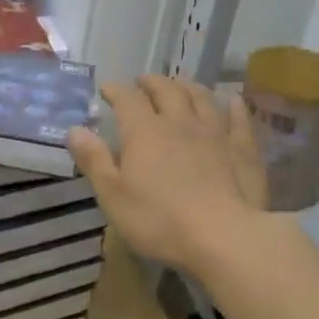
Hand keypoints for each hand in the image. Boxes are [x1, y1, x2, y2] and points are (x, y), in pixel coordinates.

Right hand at [66, 76, 267, 272]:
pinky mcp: (243, 149)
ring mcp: (215, 133)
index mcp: (144, 132)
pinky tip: (232, 102)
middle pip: (166, 90)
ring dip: (188, 87)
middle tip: (143, 82)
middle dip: (151, 82)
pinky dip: (233, 106)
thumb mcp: (113, 196)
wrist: (223, 236)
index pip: (127, 99)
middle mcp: (179, 122)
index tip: (107, 89)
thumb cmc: (159, 220)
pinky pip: (238, 119)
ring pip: (201, 98)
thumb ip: (94, 160)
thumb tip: (75, 129)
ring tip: (180, 85)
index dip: (116, 90)